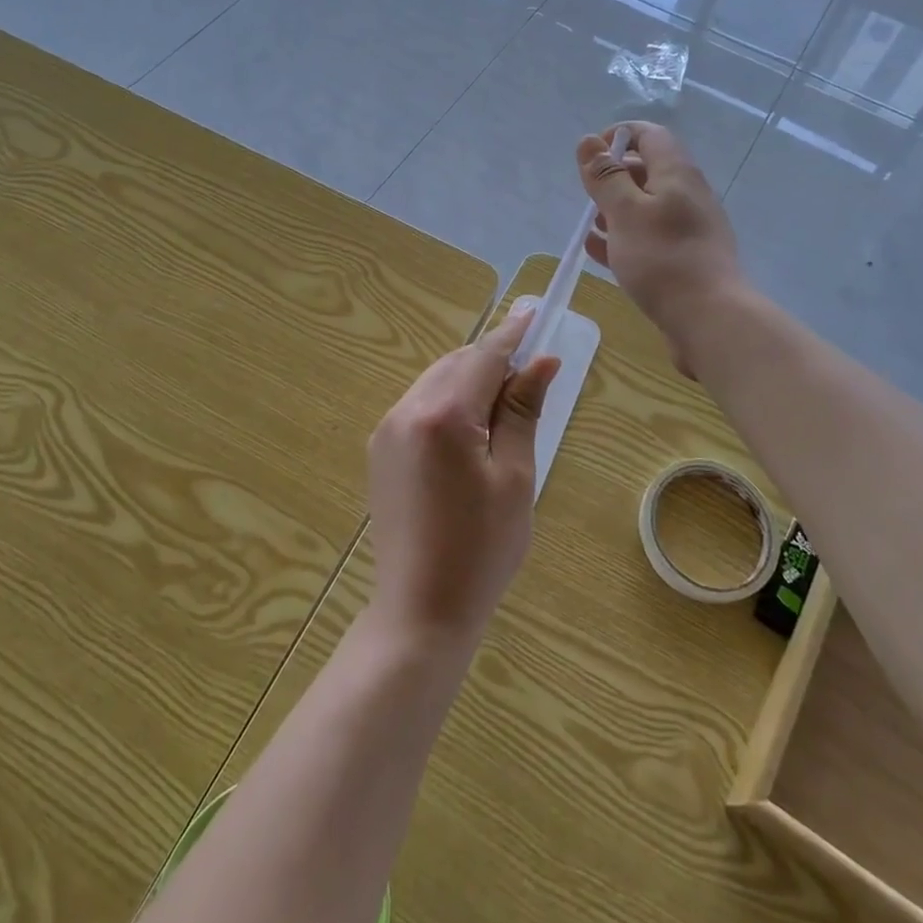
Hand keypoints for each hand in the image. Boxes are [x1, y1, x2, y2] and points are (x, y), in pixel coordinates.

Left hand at [365, 303, 560, 648]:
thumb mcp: (515, 476)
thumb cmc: (482, 548)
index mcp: (444, 414)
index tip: (534, 313)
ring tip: (504, 403)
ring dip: (469, 379)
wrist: (420, 610)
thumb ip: (523, 411)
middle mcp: (406, 410)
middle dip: (492, 358)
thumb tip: (542, 361)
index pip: (484, 356)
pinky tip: (469, 428)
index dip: (512, 333)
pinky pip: (418, 406)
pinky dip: (448, 401)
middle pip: (456, 363)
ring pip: (435, 381)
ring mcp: (386, 430)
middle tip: (529, 370)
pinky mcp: (379, 450)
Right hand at [578, 122, 742, 374]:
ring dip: (616, 211)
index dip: (618, 136)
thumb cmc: (662, 259)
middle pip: (648, 170)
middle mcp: (687, 194)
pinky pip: (649, 237)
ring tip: (589, 227)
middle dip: (613, 178)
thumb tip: (589, 141)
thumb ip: (605, 177)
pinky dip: (624, 237)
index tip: (590, 157)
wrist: (709, 318)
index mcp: (677, 174)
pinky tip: (599, 251)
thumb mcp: (625, 212)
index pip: (649, 135)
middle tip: (588, 197)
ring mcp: (689, 228)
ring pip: (646, 207)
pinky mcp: (684, 258)